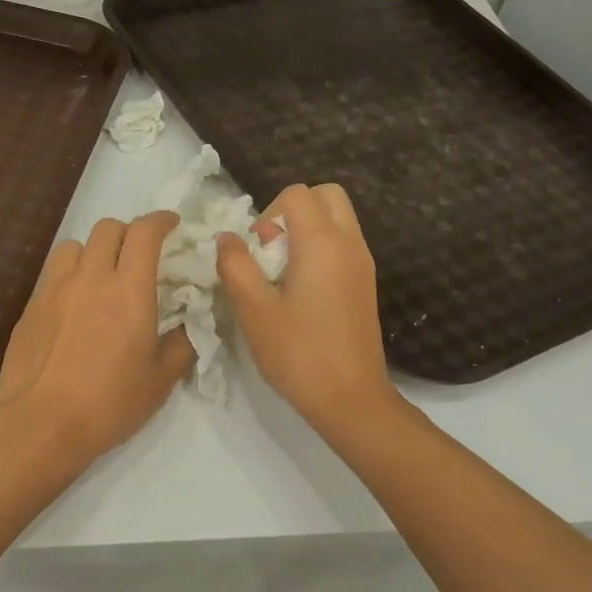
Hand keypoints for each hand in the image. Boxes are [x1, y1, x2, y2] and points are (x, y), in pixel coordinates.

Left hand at [0, 212, 194, 464]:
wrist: (40, 423)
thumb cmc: (109, 403)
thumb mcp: (160, 381)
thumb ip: (181, 345)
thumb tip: (189, 326)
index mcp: (129, 290)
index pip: (145, 233)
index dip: (161, 220)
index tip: (172, 225)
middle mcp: (91, 277)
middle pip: (108, 228)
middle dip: (129, 232)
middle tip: (140, 254)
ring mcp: (55, 289)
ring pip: (75, 245)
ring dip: (94, 250)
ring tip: (101, 274)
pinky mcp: (31, 306)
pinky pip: (53, 273)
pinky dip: (70, 274)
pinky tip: (74, 304)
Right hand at [216, 183, 401, 436]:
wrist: (351, 398)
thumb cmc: (299, 353)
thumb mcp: (254, 309)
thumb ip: (235, 265)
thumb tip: (227, 238)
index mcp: (323, 242)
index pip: (297, 194)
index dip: (267, 213)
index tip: (256, 251)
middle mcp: (350, 243)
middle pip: (326, 196)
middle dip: (293, 211)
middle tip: (272, 251)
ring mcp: (363, 264)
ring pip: (337, 221)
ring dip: (307, 231)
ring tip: (283, 275)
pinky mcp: (365, 284)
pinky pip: (343, 245)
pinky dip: (321, 251)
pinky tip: (301, 293)